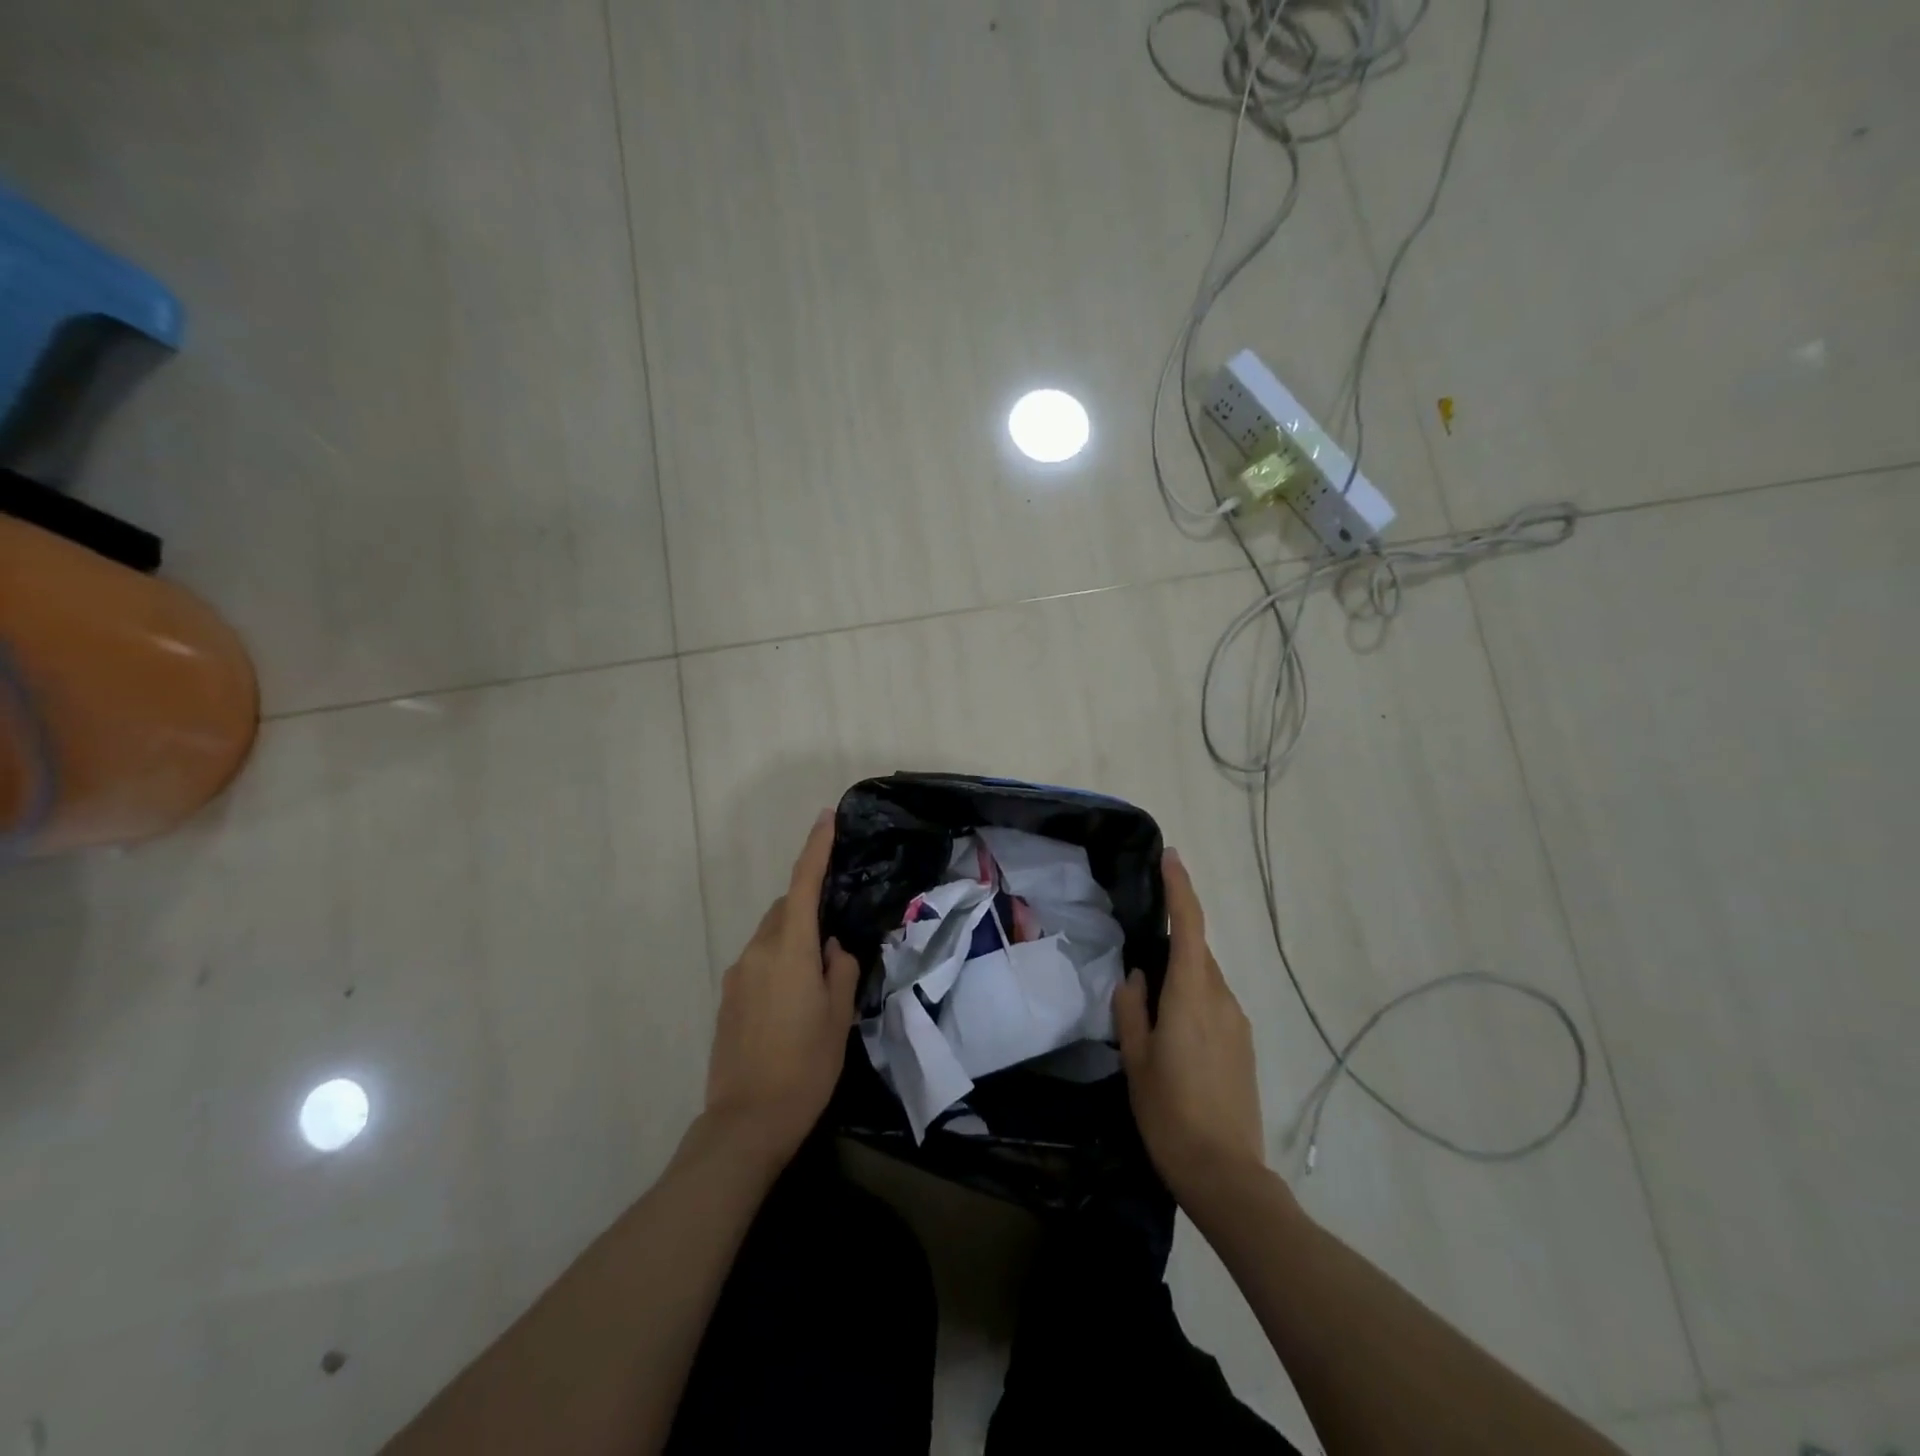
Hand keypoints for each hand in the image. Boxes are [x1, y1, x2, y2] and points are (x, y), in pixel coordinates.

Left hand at [703, 810, 859, 1163]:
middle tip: (837, 936)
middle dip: (809, 907)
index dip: (815, 848)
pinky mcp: (727, 998)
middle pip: (785, 910)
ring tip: (817, 978)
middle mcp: (757, 952)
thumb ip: (840, 969)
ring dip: (793, 938)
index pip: (803, 884)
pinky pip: (758, 961)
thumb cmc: (805, 1066)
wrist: (746, 1122)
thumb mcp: (838, 1017)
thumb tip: (831, 947)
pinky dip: (778, 962)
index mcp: (789, 949)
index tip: (825, 817)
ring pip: (771, 936)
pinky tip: (792, 1001)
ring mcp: (737, 975)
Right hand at [1113, 847, 1266, 1208]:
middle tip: (1139, 957)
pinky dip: (1194, 1000)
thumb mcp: (1137, 1061)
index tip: (1171, 857)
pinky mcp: (1244, 1045)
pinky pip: (1215, 1004)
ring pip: (1206, 980)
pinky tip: (1174, 1034)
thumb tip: (1136, 976)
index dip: (1181, 888)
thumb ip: (1133, 1010)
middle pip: (1198, 953)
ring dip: (1182, 977)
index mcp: (1192, 996)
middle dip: (1173, 942)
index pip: (1189, 927)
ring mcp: (1238, 1023)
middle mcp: (1221, 1000)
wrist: (1226, 1174)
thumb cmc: (1169, 1114)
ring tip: (1151, 1006)